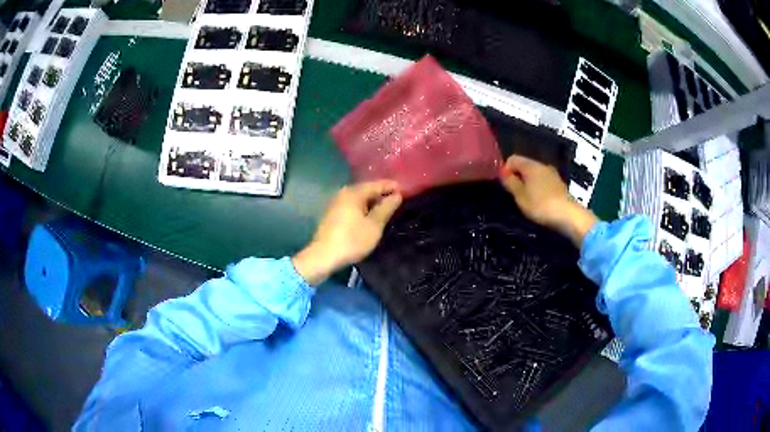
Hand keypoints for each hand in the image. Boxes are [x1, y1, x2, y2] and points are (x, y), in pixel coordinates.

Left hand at [293, 181, 402, 284]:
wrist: (323, 256)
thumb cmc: (352, 240)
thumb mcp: (374, 225)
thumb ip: (386, 208)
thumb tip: (397, 195)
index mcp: (354, 193)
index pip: (376, 184)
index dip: (390, 186)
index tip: (404, 189)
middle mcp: (343, 193)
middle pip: (366, 189)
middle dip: (381, 194)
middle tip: (397, 199)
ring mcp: (336, 203)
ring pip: (359, 198)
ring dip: (372, 202)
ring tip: (386, 208)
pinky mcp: (332, 214)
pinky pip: (352, 205)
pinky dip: (363, 208)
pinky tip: (370, 216)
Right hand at [499, 155, 597, 246]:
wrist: (567, 215)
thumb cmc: (540, 205)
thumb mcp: (520, 196)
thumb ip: (510, 182)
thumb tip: (502, 172)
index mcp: (530, 165)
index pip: (512, 159)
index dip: (505, 169)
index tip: (505, 185)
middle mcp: (541, 165)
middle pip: (524, 164)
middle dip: (517, 176)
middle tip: (514, 193)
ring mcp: (552, 173)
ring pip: (534, 173)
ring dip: (528, 182)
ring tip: (526, 197)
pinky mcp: (559, 183)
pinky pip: (543, 180)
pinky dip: (538, 186)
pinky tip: (538, 199)